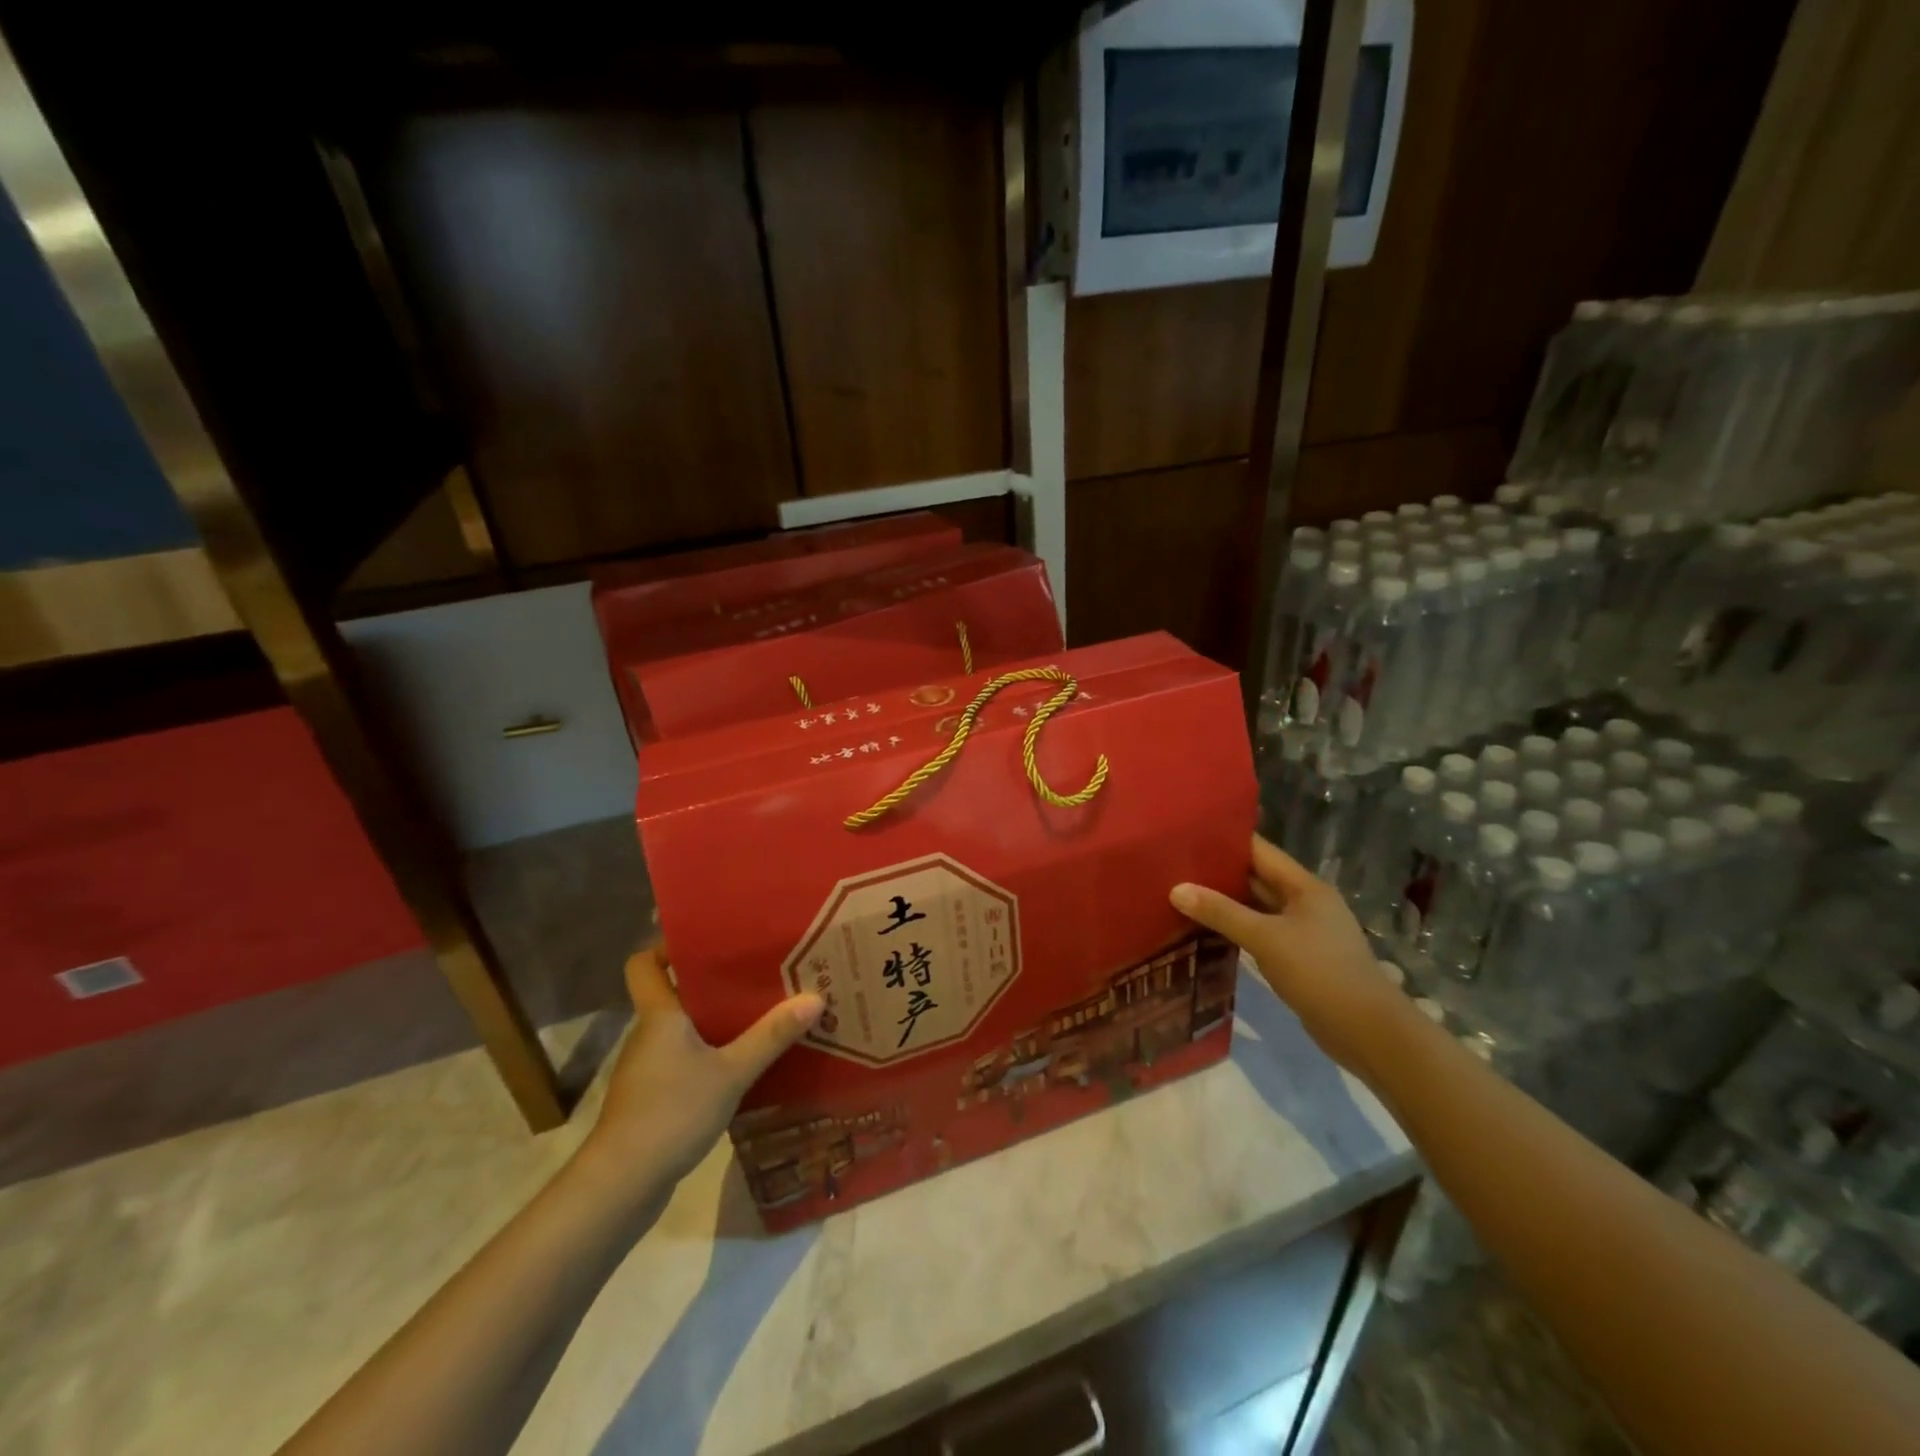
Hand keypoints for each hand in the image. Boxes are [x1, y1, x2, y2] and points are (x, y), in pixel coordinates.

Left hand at [575, 947, 823, 1205]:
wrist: (621, 1185)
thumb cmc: (671, 1112)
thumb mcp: (731, 1072)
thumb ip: (771, 1036)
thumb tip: (814, 997)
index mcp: (660, 1014)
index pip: (644, 963)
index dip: (666, 946)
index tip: (708, 939)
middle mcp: (649, 1033)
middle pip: (675, 992)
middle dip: (713, 982)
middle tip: (757, 972)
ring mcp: (648, 1067)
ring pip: (683, 1027)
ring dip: (716, 1020)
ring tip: (760, 1013)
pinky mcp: (653, 1096)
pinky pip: (685, 1058)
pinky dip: (710, 1053)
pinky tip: (743, 1063)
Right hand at [1171, 835, 1417, 1078]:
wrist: (1367, 1031)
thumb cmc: (1319, 972)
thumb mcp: (1265, 938)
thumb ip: (1220, 912)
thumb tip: (1176, 889)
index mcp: (1305, 886)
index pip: (1260, 850)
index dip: (1226, 840)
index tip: (1188, 835)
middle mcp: (1306, 902)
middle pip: (1257, 878)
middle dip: (1219, 872)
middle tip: (1175, 866)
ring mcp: (1304, 931)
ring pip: (1257, 907)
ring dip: (1226, 903)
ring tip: (1182, 894)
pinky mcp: (1299, 958)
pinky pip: (1261, 933)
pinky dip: (1237, 929)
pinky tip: (1207, 931)